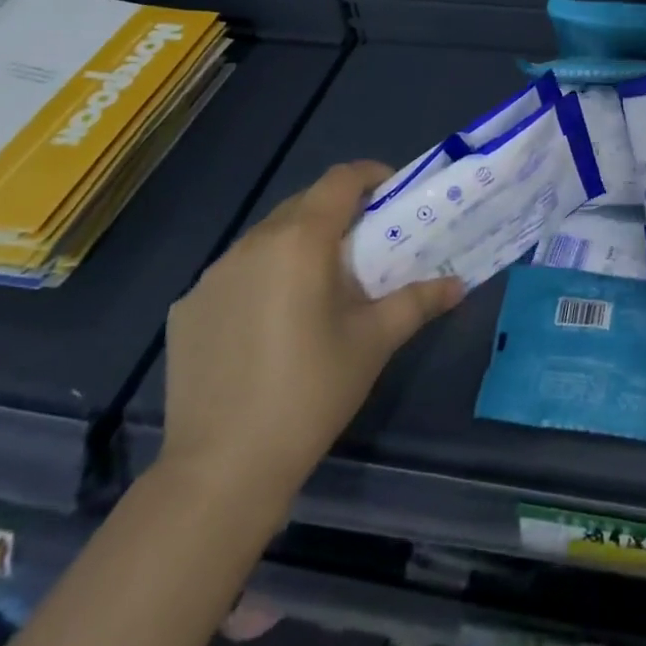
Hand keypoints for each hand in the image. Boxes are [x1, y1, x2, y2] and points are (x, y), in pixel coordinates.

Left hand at [159, 162, 462, 508]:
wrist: (222, 470)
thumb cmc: (311, 393)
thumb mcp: (374, 342)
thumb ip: (418, 302)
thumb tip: (458, 284)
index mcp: (300, 241)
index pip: (340, 180)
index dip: (371, 175)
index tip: (392, 194)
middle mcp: (252, 243)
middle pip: (303, 203)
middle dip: (338, 211)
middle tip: (366, 244)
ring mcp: (212, 275)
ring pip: (266, 237)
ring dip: (299, 243)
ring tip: (319, 286)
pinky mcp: (187, 308)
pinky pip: (235, 273)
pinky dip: (262, 278)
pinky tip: (270, 325)